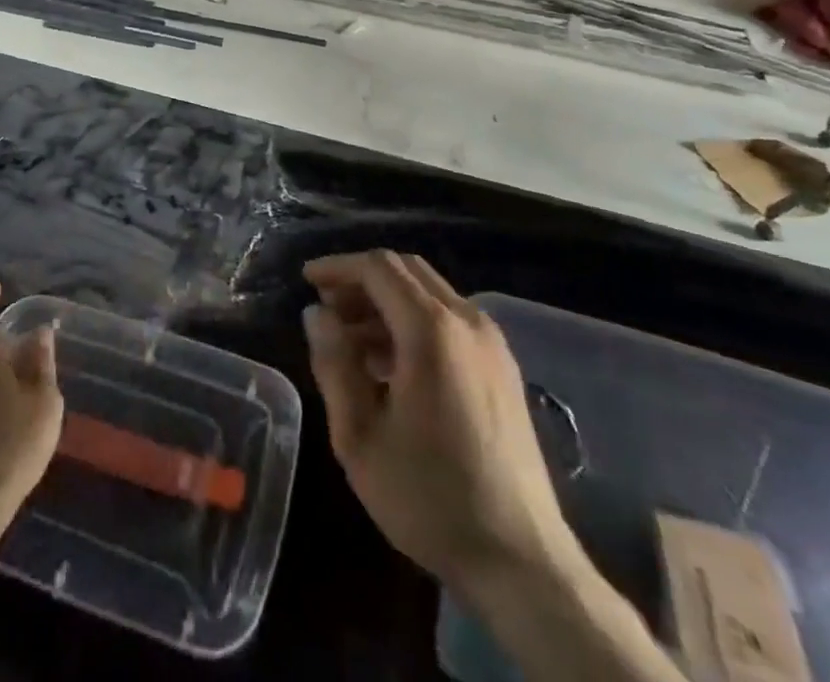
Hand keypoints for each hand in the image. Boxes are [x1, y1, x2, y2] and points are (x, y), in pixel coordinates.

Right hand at [303, 251, 576, 589]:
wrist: (522, 563)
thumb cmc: (429, 498)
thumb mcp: (359, 436)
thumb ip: (333, 364)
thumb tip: (316, 313)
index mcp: (432, 330)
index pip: (378, 267)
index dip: (338, 267)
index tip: (306, 281)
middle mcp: (467, 321)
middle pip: (407, 270)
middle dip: (362, 280)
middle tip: (327, 309)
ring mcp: (492, 343)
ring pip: (430, 293)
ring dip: (387, 301)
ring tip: (351, 340)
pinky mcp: (504, 368)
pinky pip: (450, 319)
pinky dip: (414, 321)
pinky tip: (391, 363)